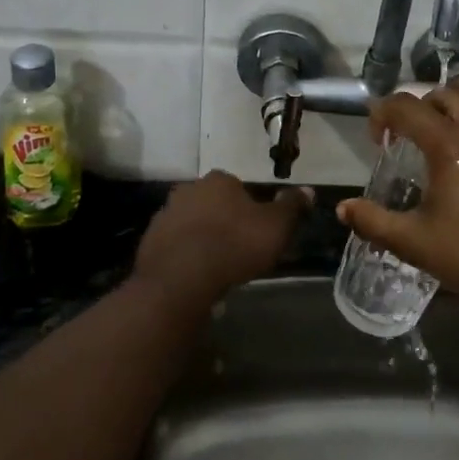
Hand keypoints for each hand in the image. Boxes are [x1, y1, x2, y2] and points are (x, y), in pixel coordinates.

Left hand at [133, 171, 310, 298]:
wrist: (181, 279)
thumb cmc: (235, 245)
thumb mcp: (277, 226)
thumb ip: (292, 206)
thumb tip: (308, 190)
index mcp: (220, 180)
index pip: (239, 188)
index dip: (250, 209)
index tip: (257, 231)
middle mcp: (189, 189)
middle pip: (213, 202)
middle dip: (224, 220)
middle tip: (238, 248)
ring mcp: (165, 213)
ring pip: (192, 222)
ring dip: (202, 236)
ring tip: (217, 264)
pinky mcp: (150, 240)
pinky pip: (174, 244)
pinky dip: (184, 254)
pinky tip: (195, 274)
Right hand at [337, 84, 458, 311]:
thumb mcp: (416, 243)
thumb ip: (374, 222)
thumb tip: (343, 209)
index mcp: (450, 144)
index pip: (406, 106)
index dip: (382, 113)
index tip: (377, 138)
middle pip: (444, 93)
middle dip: (419, 106)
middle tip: (407, 137)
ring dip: (451, 111)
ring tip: (440, 143)